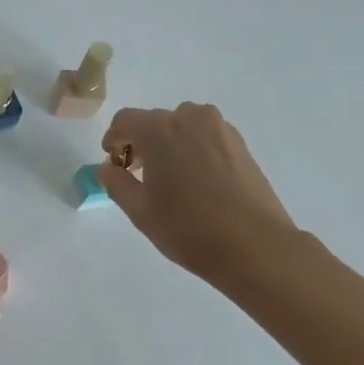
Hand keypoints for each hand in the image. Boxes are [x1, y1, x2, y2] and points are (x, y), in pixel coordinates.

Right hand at [99, 103, 300, 287]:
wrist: (255, 245)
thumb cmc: (188, 228)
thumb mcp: (140, 211)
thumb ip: (116, 183)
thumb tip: (108, 168)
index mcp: (160, 130)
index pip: (125, 120)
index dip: (113, 139)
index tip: (114, 163)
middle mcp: (190, 118)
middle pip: (155, 121)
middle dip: (142, 142)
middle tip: (139, 175)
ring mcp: (220, 129)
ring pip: (183, 126)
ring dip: (169, 143)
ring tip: (170, 178)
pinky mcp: (241, 145)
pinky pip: (206, 137)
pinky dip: (194, 150)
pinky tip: (196, 182)